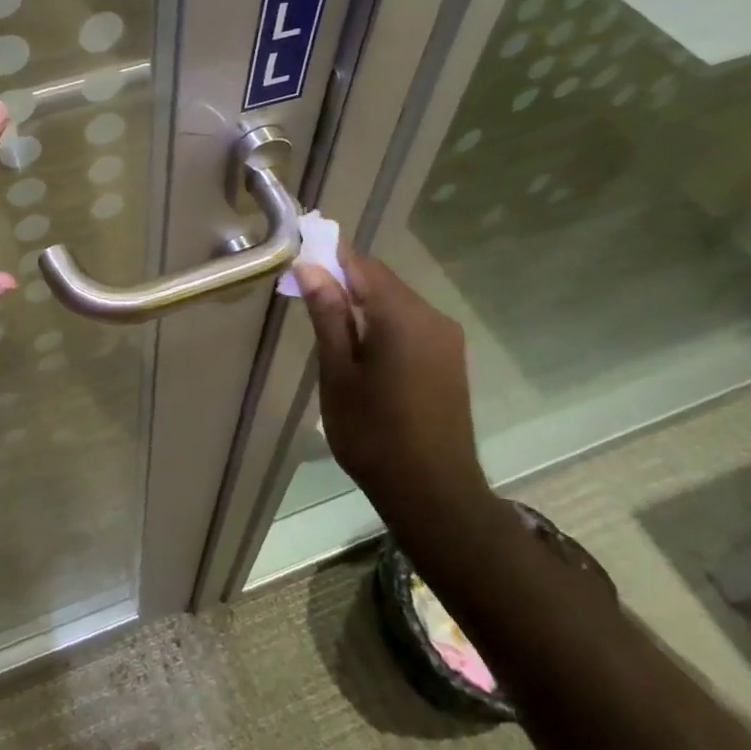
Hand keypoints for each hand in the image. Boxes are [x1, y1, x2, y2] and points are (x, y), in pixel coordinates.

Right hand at [293, 251, 491, 519]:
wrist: (433, 492)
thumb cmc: (374, 433)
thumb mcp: (338, 373)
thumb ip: (328, 315)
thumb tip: (310, 267)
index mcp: (402, 316)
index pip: (362, 265)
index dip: (330, 257)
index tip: (300, 261)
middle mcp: (432, 316)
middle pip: (381, 282)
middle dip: (345, 282)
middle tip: (307, 299)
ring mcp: (446, 338)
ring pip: (396, 303)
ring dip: (364, 305)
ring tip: (330, 329)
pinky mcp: (450, 358)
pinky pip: (411, 324)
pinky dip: (383, 324)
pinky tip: (363, 350)